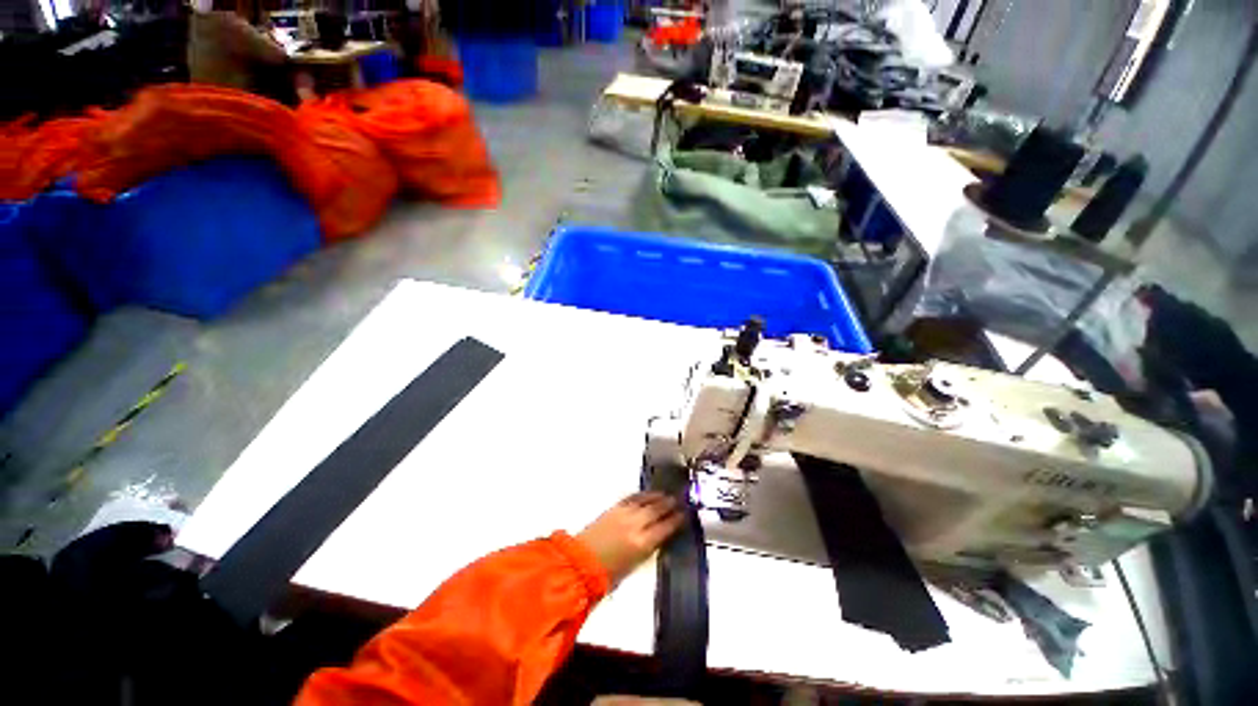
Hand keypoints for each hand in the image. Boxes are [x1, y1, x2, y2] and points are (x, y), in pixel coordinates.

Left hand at [577, 492, 684, 585]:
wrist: (580, 564)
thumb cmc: (608, 574)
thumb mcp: (635, 565)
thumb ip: (649, 548)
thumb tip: (659, 537)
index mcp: (643, 543)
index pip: (666, 527)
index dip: (677, 520)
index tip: (684, 515)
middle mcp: (636, 524)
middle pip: (657, 509)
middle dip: (669, 504)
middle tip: (679, 501)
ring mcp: (624, 513)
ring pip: (646, 500)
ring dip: (658, 497)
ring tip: (666, 495)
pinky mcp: (614, 508)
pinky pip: (632, 498)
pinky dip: (642, 495)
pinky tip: (647, 494)